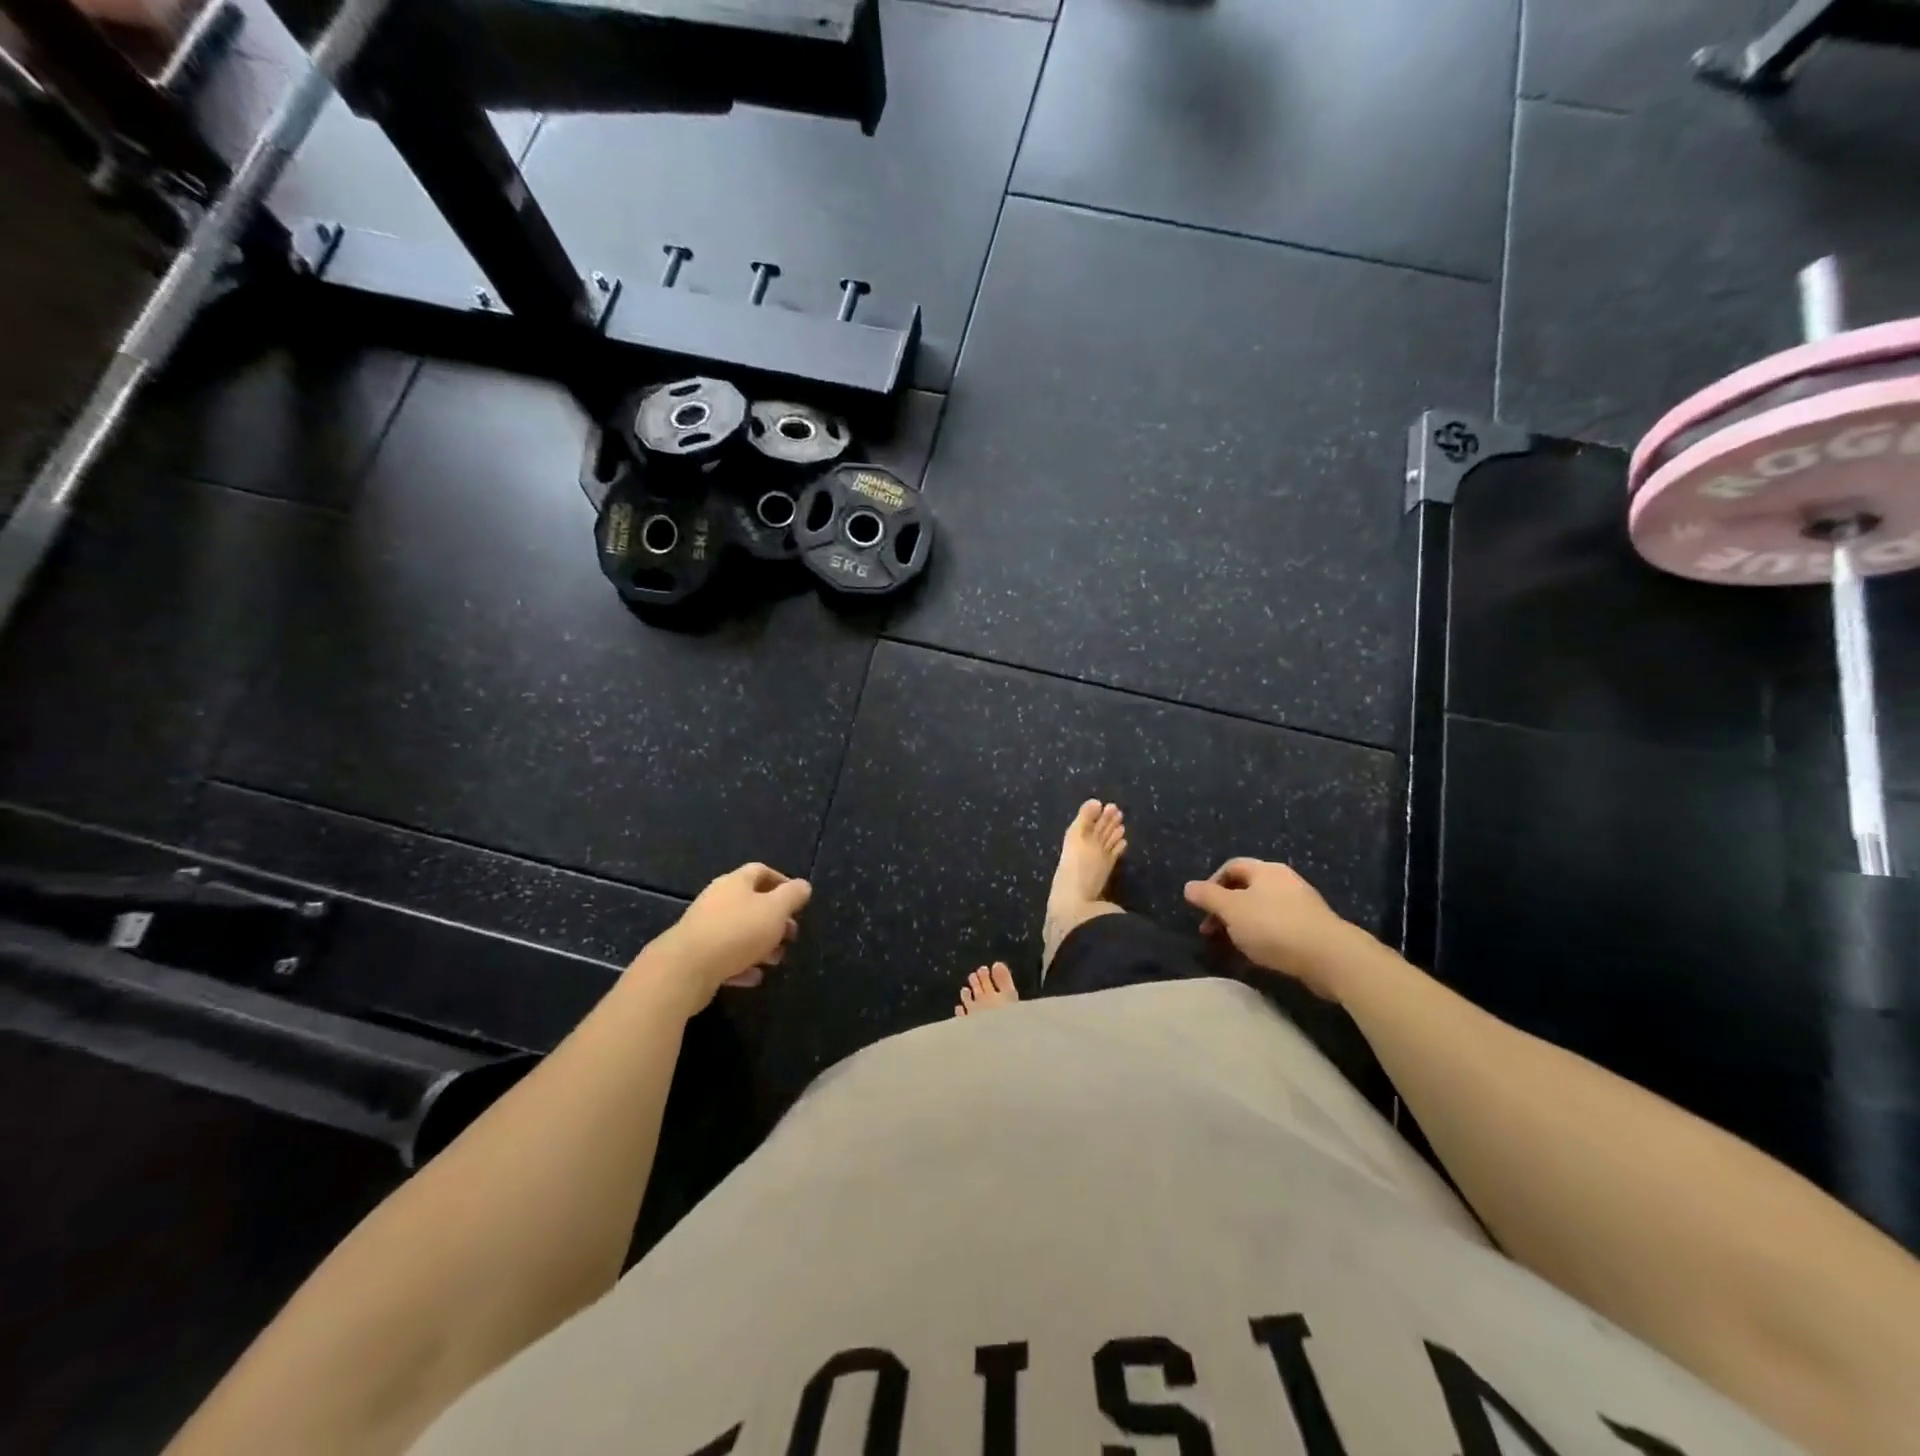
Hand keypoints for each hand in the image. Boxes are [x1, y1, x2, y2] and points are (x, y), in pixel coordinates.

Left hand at [638, 863, 811, 1014]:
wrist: (685, 969)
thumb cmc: (737, 932)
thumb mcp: (775, 910)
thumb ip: (792, 896)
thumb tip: (803, 886)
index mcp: (735, 883)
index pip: (761, 871)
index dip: (782, 882)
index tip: (798, 901)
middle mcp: (717, 900)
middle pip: (751, 904)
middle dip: (775, 920)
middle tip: (791, 935)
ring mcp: (704, 928)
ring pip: (739, 932)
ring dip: (761, 945)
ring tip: (776, 960)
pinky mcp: (696, 956)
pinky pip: (725, 957)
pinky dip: (742, 965)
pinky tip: (754, 977)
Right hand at [1183, 859, 1355, 1000]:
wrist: (1330, 957)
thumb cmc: (1273, 926)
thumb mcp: (1231, 910)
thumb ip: (1208, 897)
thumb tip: (1189, 886)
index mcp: (1265, 871)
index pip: (1231, 867)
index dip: (1211, 883)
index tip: (1201, 907)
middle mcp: (1284, 881)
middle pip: (1246, 888)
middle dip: (1225, 908)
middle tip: (1211, 931)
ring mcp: (1301, 905)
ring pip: (1262, 909)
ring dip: (1242, 924)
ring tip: (1232, 945)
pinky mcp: (1312, 928)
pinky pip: (1278, 926)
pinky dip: (1262, 936)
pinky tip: (1258, 954)